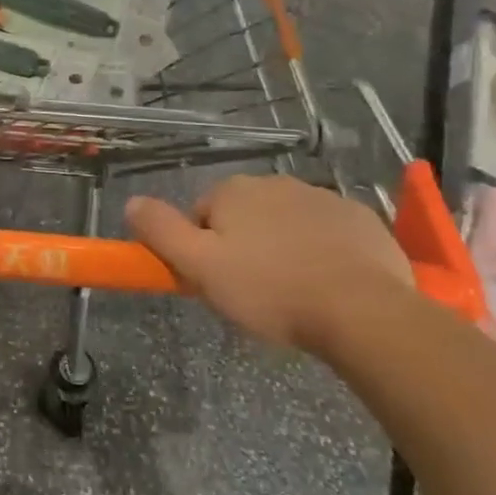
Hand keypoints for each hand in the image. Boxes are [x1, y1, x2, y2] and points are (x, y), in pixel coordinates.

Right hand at [125, 174, 412, 350]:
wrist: (364, 312)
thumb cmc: (269, 290)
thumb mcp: (199, 266)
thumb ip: (160, 231)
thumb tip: (131, 202)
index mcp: (234, 191)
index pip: (201, 216)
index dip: (203, 249)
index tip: (217, 281)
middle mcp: (276, 182)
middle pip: (244, 216)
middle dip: (243, 246)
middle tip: (251, 290)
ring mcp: (324, 198)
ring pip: (286, 224)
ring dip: (282, 248)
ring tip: (292, 292)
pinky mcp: (362, 220)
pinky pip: (327, 233)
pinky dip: (322, 252)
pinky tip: (327, 285)